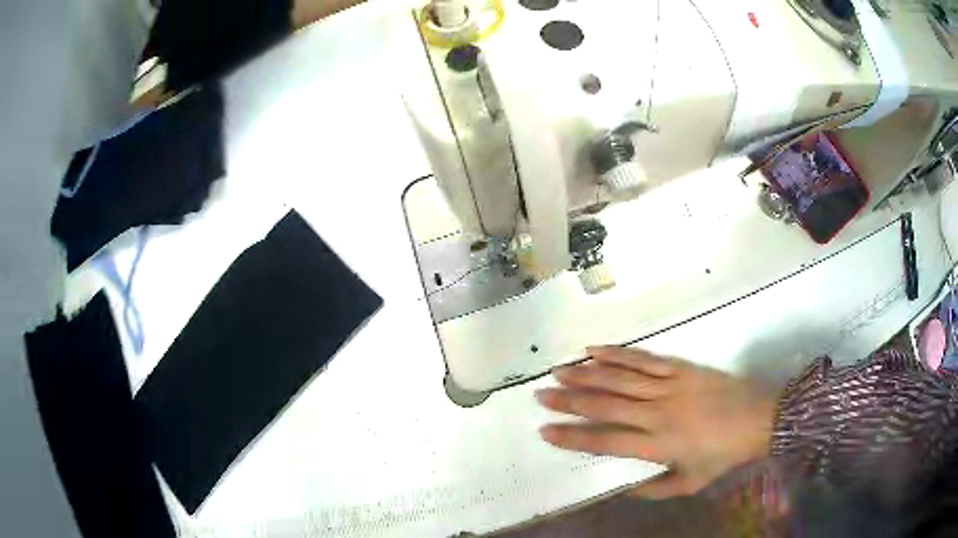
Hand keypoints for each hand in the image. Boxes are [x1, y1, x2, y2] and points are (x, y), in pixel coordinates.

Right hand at [536, 347, 777, 498]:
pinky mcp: (680, 367)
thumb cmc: (724, 454)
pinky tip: (595, 350)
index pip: (606, 441)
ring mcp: (669, 385)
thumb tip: (623, 486)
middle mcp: (658, 412)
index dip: (574, 437)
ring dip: (587, 374)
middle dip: (569, 402)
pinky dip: (617, 354)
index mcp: (659, 444)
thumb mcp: (690, 483)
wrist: (759, 416)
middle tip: (540, 395)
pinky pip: (643, 359)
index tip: (546, 431)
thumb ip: (654, 489)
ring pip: (620, 378)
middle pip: (606, 405)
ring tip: (558, 371)